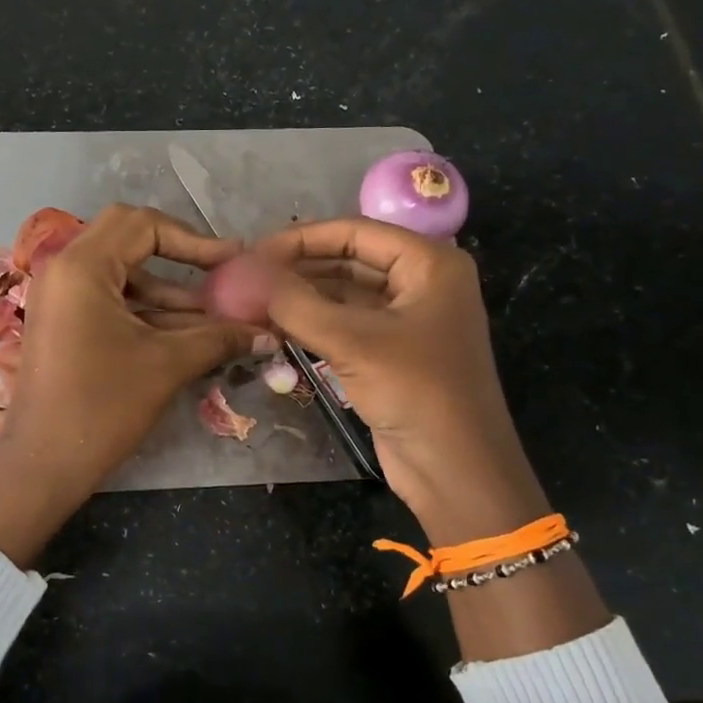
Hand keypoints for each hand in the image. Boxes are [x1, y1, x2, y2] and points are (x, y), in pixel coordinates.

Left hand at [0, 204, 262, 564]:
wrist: (44, 466)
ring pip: (124, 275)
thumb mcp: (167, 365)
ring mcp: (61, 297)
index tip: (233, 262)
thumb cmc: (102, 407)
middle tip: (220, 274)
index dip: (195, 240)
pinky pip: (112, 301)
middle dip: (180, 257)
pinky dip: (149, 312)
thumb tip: (270, 332)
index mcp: (82, 266)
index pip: (144, 225)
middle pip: (130, 240)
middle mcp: (65, 269)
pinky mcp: (65, 323)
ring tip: (220, 316)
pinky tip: (190, 333)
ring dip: (170, 293)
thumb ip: (219, 338)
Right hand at [251, 217, 548, 545]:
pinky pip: (346, 324)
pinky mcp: (392, 352)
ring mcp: (407, 319)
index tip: (253, 252)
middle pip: (349, 260)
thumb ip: (296, 303)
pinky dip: (313, 324)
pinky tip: (275, 327)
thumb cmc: (416, 391)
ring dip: (302, 297)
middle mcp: (421, 282)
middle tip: (247, 278)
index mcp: (429, 263)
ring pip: (344, 294)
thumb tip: (245, 275)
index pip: (355, 232)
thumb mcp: (352, 341)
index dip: (302, 239)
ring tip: (252, 301)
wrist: (456, 470)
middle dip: (299, 268)